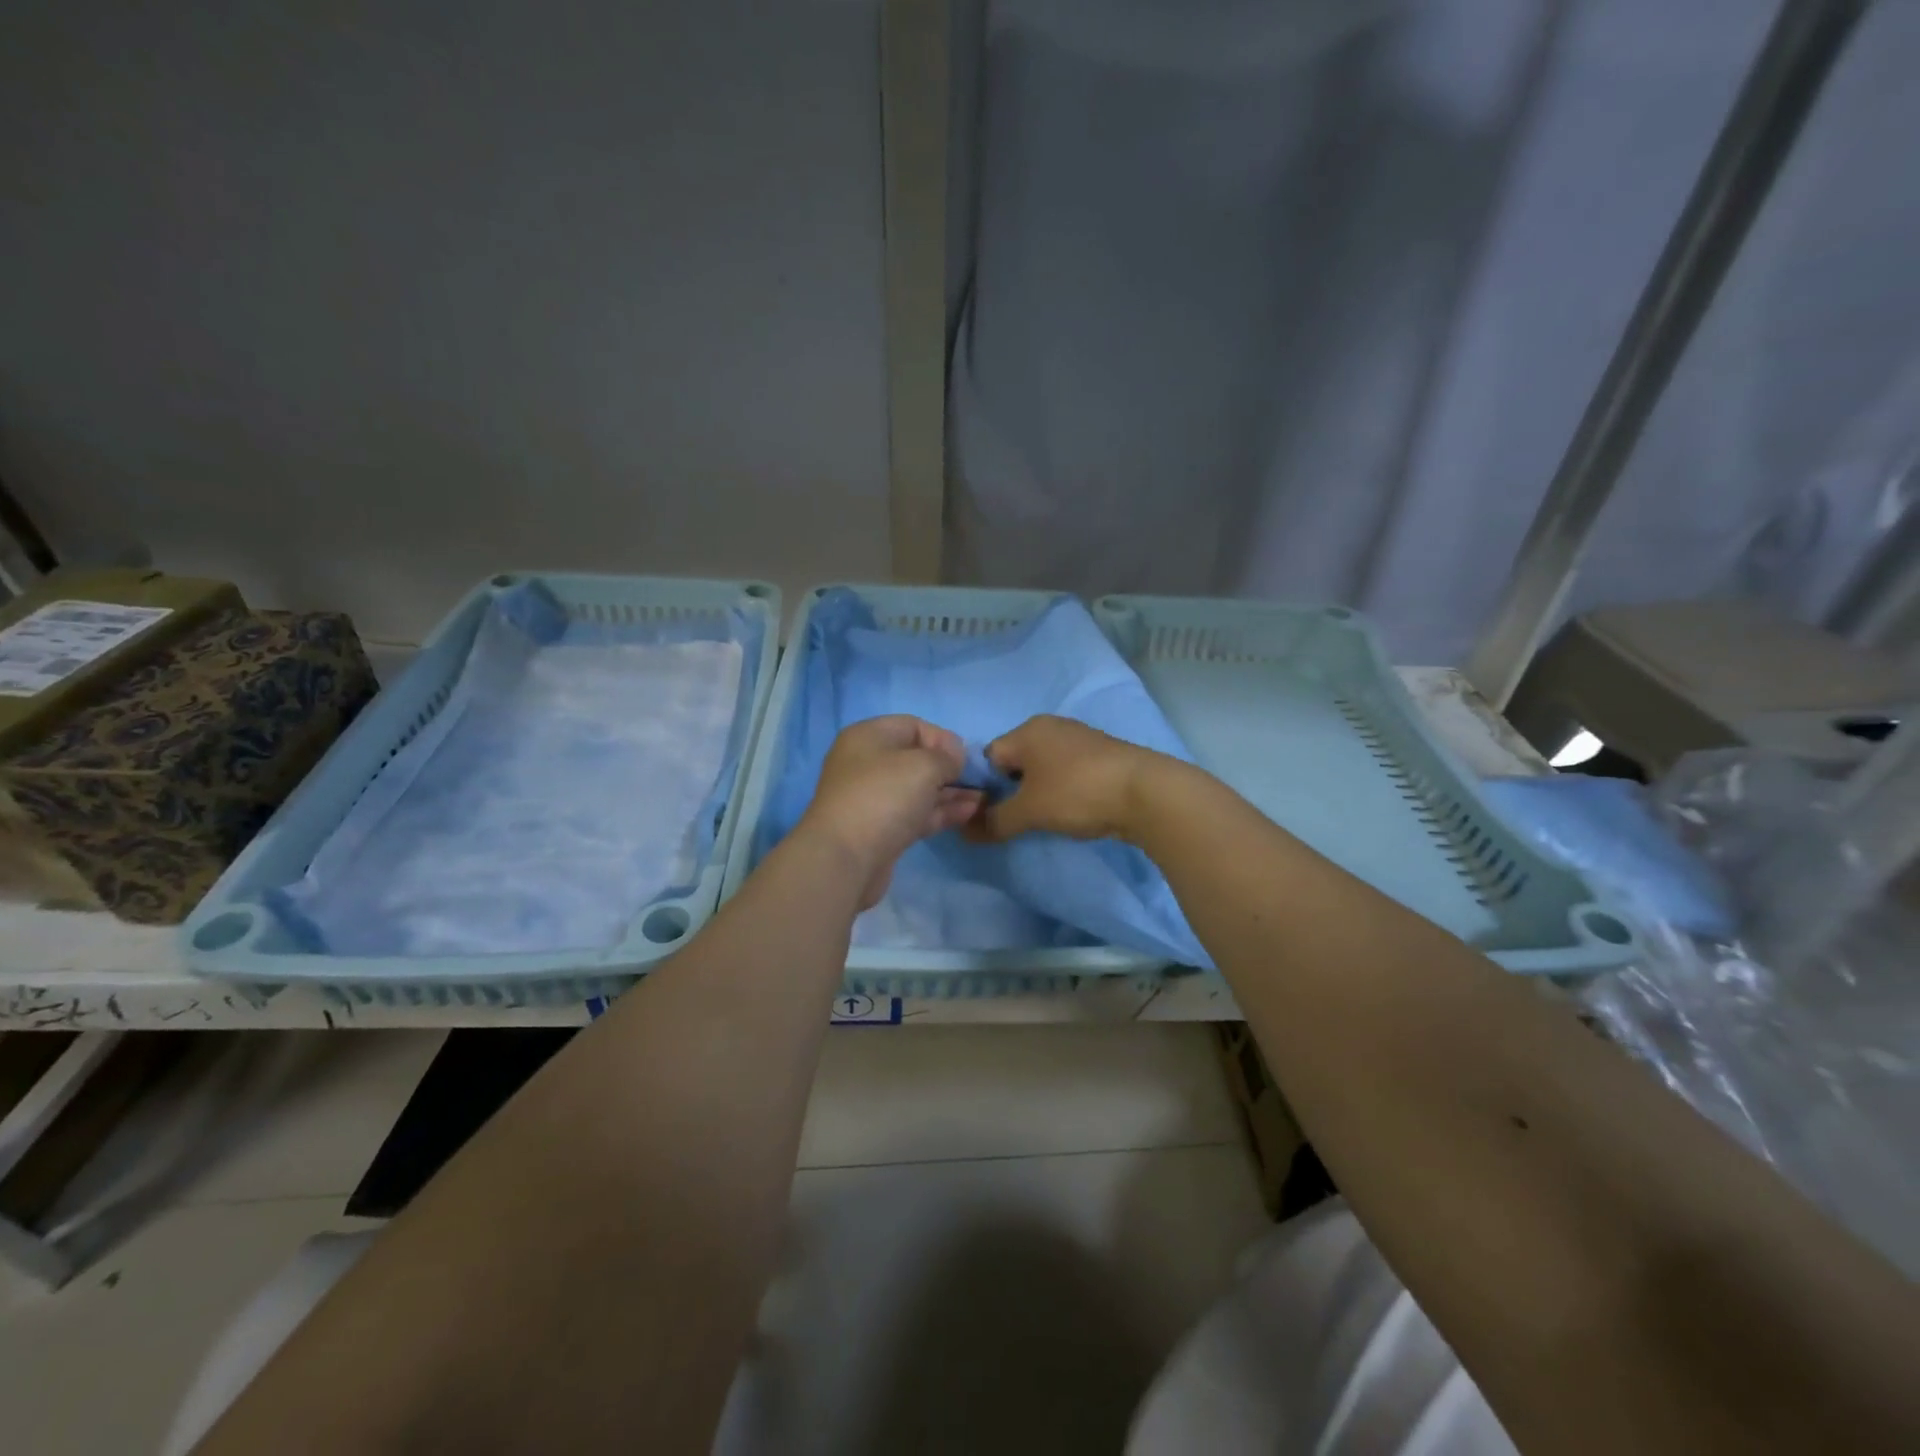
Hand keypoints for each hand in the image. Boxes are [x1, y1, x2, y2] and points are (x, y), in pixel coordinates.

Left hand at [797, 715, 981, 909]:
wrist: (845, 858)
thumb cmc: (884, 796)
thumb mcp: (924, 765)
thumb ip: (947, 757)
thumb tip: (954, 761)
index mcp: (868, 737)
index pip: (913, 726)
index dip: (943, 738)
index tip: (966, 759)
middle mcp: (867, 764)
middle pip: (916, 759)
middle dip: (949, 768)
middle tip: (979, 780)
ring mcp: (873, 799)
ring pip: (918, 789)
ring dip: (950, 792)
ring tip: (982, 798)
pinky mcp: (881, 830)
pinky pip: (916, 814)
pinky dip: (941, 812)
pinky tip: (969, 812)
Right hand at [964, 715, 1169, 843]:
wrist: (1146, 793)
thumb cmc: (1077, 793)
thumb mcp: (1029, 811)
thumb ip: (994, 822)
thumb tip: (965, 833)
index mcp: (1028, 730)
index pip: (989, 756)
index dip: (985, 787)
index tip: (993, 814)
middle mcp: (1051, 727)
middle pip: (1016, 760)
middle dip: (1013, 790)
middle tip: (1019, 818)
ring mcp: (1080, 739)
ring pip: (1044, 767)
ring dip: (1040, 791)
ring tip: (1047, 817)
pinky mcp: (1102, 755)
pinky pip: (1068, 772)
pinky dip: (1064, 790)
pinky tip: (1073, 809)